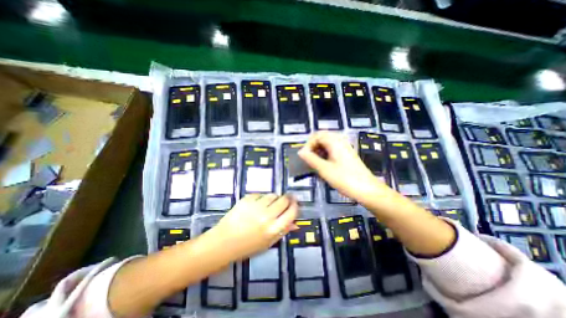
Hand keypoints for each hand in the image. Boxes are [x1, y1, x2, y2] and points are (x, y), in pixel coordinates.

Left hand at [207, 194, 296, 259]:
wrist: (223, 242)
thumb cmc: (247, 247)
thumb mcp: (268, 243)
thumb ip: (283, 231)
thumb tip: (295, 223)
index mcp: (273, 229)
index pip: (292, 212)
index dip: (295, 206)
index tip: (295, 203)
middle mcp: (267, 216)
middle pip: (284, 200)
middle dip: (287, 199)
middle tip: (285, 200)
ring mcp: (256, 206)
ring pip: (273, 195)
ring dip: (274, 198)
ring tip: (269, 204)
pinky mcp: (247, 199)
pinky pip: (261, 194)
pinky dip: (262, 198)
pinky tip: (257, 205)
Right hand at [298, 131, 382, 202]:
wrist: (367, 189)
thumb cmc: (345, 179)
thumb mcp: (324, 169)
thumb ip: (311, 159)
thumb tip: (300, 152)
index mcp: (335, 142)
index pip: (316, 136)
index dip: (308, 145)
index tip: (304, 157)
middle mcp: (340, 141)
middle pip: (322, 138)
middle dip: (313, 148)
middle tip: (309, 160)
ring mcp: (344, 148)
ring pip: (326, 144)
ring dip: (318, 152)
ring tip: (315, 164)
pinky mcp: (346, 155)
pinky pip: (332, 150)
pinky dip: (325, 155)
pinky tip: (324, 166)